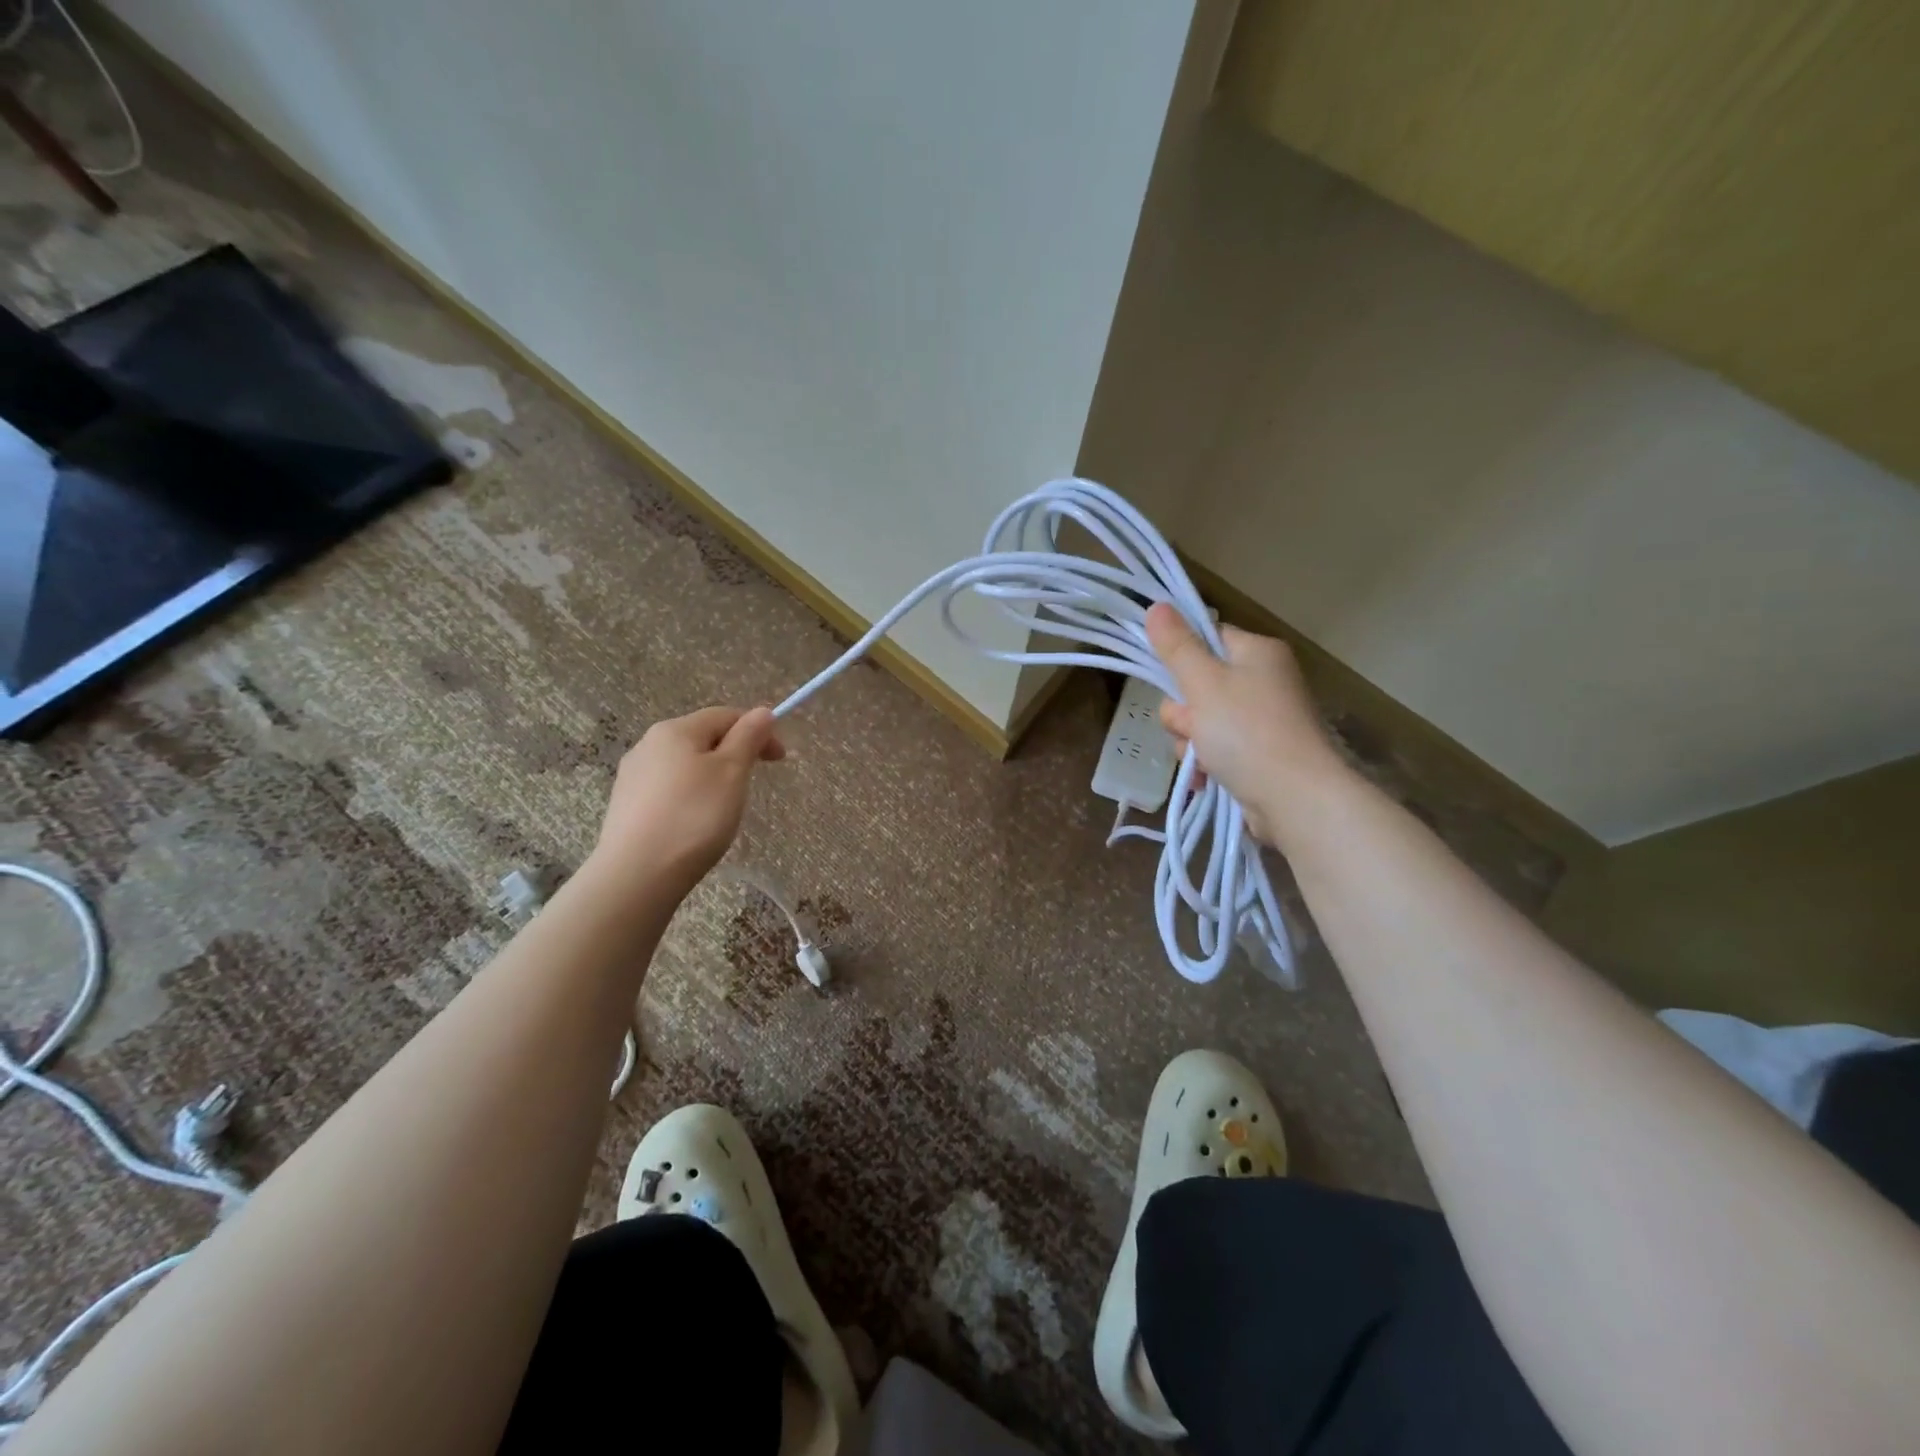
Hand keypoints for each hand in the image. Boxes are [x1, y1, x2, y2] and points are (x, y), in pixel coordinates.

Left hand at [592, 706, 783, 891]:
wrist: (637, 874)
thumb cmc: (694, 817)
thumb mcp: (732, 772)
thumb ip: (748, 737)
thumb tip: (762, 712)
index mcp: (675, 730)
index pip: (725, 715)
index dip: (758, 730)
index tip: (779, 759)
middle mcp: (647, 744)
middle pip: (702, 738)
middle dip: (734, 753)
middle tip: (752, 784)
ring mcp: (632, 776)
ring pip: (684, 765)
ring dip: (711, 776)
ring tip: (724, 808)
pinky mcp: (625, 806)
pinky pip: (668, 789)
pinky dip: (690, 797)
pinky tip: (694, 823)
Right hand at [1144, 603, 1342, 846]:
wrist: (1296, 798)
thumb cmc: (1247, 732)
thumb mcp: (1203, 683)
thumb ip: (1176, 647)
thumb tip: (1156, 605)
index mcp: (1258, 653)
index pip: (1207, 638)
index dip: (1181, 657)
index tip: (1167, 678)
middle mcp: (1264, 681)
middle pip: (1198, 684)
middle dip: (1184, 713)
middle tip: (1192, 726)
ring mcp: (1262, 721)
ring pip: (1201, 722)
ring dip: (1191, 742)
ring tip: (1202, 760)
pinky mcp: (1259, 756)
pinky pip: (1215, 750)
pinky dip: (1205, 764)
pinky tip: (1204, 779)